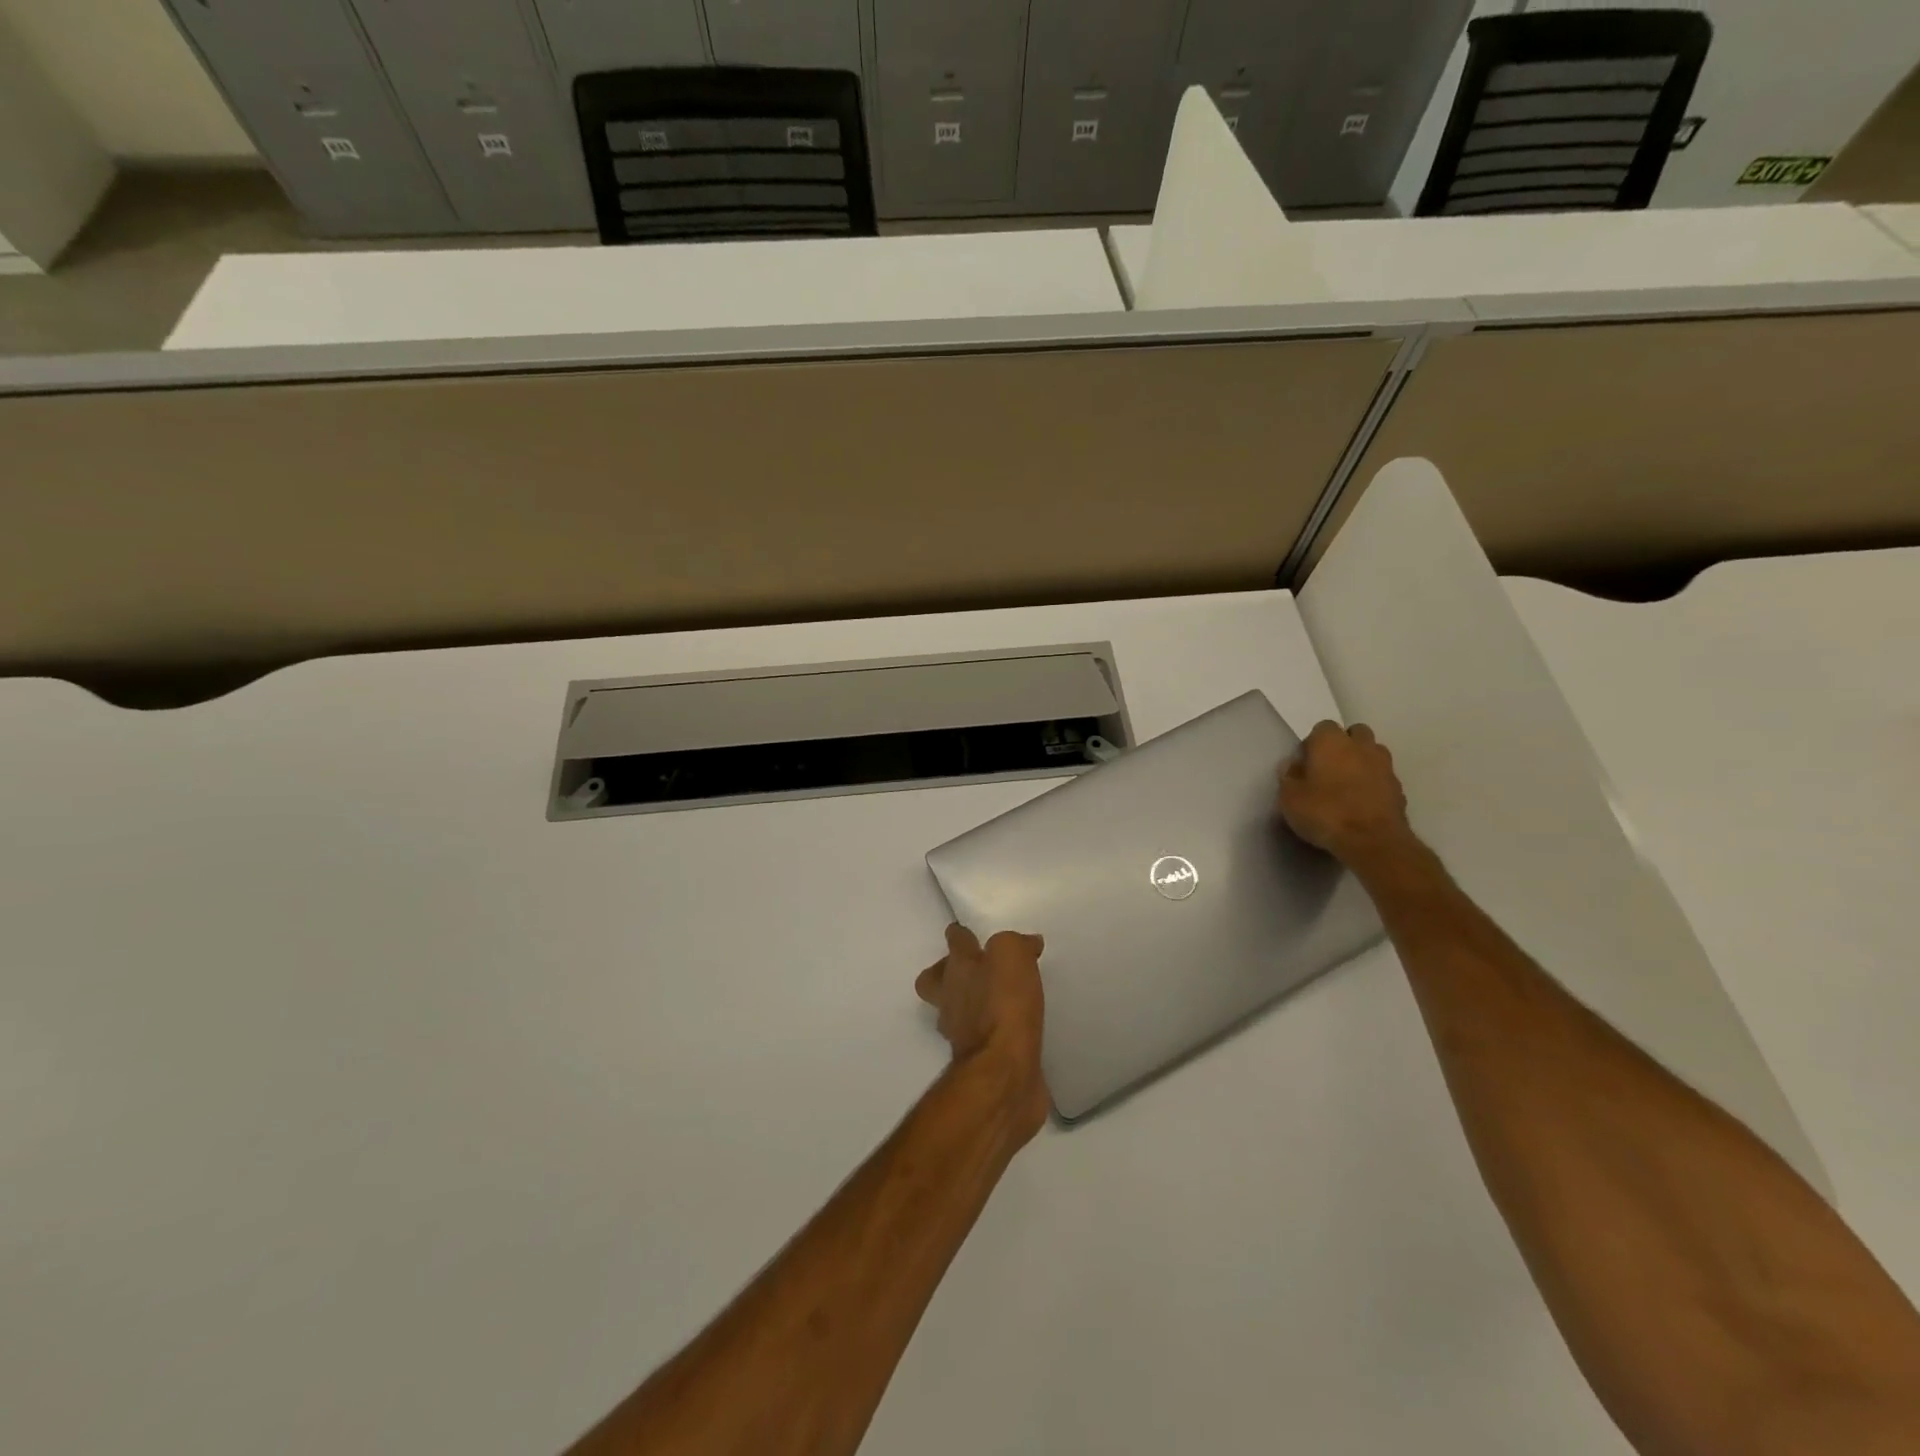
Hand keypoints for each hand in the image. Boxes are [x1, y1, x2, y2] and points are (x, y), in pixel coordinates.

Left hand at [916, 924, 1048, 1141]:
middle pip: (936, 981)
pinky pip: (983, 1039)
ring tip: (999, 999)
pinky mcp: (980, 1061)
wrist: (1004, 1072)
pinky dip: (994, 1032)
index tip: (969, 932)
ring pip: (956, 1010)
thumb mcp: (1011, 955)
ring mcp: (961, 1033)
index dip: (961, 934)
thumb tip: (1027, 944)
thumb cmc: (1003, 1005)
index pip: (954, 942)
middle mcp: (951, 999)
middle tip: (976, 969)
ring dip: (972, 1003)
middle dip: (949, 973)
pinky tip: (1015, 1030)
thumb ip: (1015, 944)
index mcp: (957, 969)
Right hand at [1277, 721, 1414, 867]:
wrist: (1372, 841)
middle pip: (1354, 733)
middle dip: (1343, 745)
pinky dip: (1374, 783)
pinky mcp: (1398, 788)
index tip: (1305, 763)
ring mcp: (1384, 766)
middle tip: (1328, 769)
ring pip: (1372, 752)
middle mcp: (1360, 746)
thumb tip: (1292, 766)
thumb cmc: (1324, 813)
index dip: (1312, 744)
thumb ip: (1289, 777)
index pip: (1322, 728)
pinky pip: (1382, 776)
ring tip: (1347, 785)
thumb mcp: (1289, 798)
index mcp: (1331, 742)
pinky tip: (1361, 802)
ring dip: (1361, 761)